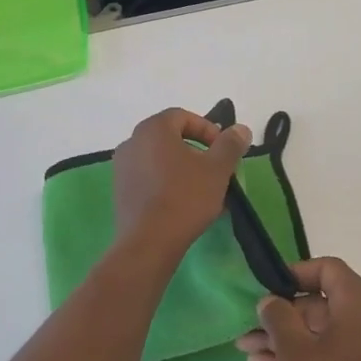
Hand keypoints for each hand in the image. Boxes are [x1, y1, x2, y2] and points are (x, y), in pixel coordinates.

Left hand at [111, 107, 251, 258]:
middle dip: (197, 152)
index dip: (208, 130)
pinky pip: (149, 178)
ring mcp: (122, 167)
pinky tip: (185, 205)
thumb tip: (240, 129)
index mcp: (153, 129)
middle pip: (170, 138)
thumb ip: (230, 144)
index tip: (223, 151)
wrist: (148, 243)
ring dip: (184, 170)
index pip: (183, 117)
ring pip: (160, 160)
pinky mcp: (120, 191)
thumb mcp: (217, 169)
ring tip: (205, 192)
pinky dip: (168, 184)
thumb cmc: (185, 198)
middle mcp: (132, 142)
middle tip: (216, 171)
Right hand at [235, 257, 360, 360]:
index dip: (294, 274)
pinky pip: (335, 350)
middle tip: (250, 331)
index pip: (327, 268)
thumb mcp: (297, 353)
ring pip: (324, 330)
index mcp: (360, 302)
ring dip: (288, 339)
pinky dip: (307, 354)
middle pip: (322, 302)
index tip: (267, 290)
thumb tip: (270, 300)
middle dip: (282, 316)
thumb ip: (279, 318)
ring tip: (251, 353)